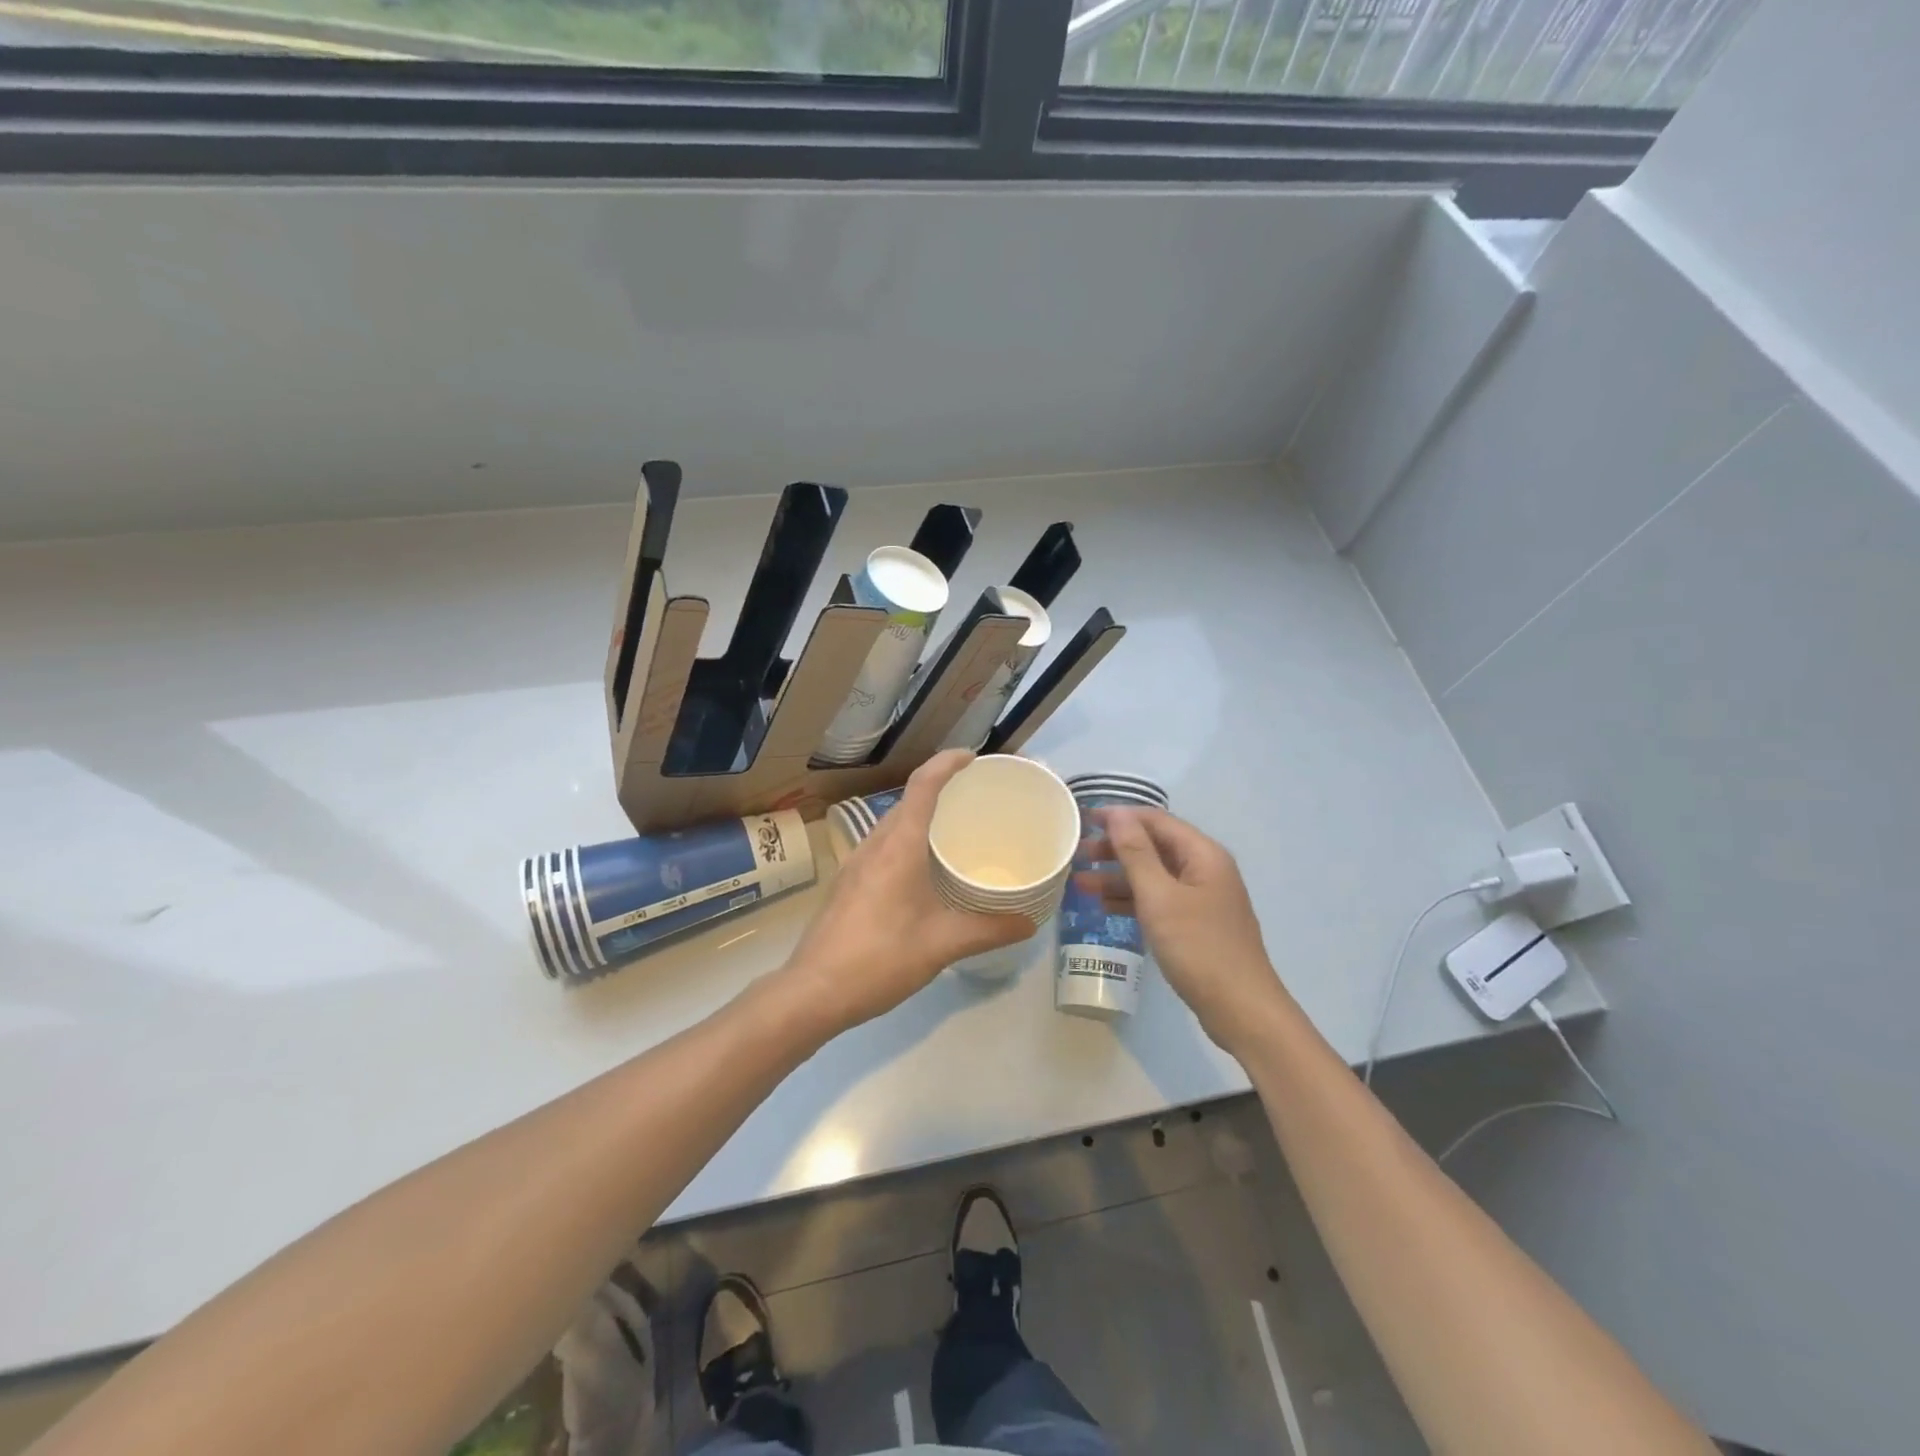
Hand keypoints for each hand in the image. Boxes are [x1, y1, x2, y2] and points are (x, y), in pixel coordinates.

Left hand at [782, 750, 1031, 1033]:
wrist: (813, 991)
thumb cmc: (880, 959)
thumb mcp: (942, 944)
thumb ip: (988, 930)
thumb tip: (1029, 923)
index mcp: (898, 846)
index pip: (922, 785)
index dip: (947, 763)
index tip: (973, 757)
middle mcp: (874, 845)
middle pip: (908, 801)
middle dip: (941, 790)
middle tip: (976, 799)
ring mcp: (856, 864)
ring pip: (893, 825)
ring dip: (922, 818)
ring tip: (955, 833)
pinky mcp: (848, 884)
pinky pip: (883, 847)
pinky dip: (908, 842)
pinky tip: (925, 872)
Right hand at [1078, 807, 1290, 1049]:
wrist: (1241, 1010)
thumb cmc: (1199, 947)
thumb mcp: (1160, 897)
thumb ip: (1136, 854)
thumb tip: (1118, 814)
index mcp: (1203, 854)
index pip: (1155, 821)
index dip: (1119, 817)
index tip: (1083, 821)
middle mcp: (1205, 869)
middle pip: (1154, 847)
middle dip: (1115, 849)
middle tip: (1076, 855)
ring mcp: (1202, 899)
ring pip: (1154, 876)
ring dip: (1118, 877)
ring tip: (1080, 883)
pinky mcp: (1196, 925)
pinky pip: (1159, 901)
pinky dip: (1132, 900)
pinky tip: (1104, 908)